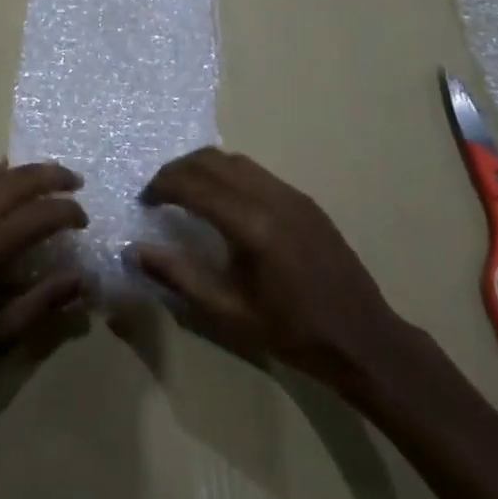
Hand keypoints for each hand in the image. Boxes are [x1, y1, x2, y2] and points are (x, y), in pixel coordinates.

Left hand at [0, 160, 89, 376]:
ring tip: (44, 180)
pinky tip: (0, 184)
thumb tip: (83, 279)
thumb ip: (43, 301)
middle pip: (18, 180)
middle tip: (74, 183)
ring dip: (22, 174)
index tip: (82, 219)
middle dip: (52, 177)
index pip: (41, 214)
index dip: (68, 211)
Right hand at [135, 148, 414, 388]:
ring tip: (185, 192)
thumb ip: (178, 276)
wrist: (362, 338)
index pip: (192, 184)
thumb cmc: (290, 331)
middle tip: (158, 193)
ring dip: (202, 168)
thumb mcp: (227, 312)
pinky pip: (256, 172)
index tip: (144, 201)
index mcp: (250, 226)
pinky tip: (223, 201)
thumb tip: (135, 250)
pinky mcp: (304, 200)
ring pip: (235, 160)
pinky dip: (228, 174)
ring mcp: (291, 194)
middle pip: (211, 160)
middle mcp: (270, 197)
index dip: (161, 186)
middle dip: (177, 170)